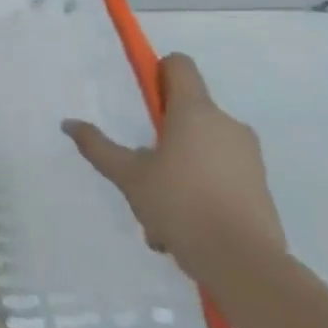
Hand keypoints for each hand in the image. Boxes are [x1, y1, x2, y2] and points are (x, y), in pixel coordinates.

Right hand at [63, 53, 286, 287]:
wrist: (244, 261)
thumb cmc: (179, 203)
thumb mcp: (126, 174)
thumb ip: (97, 145)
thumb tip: (69, 123)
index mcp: (196, 112)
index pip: (179, 66)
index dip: (157, 71)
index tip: (140, 96)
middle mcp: (227, 125)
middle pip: (187, 110)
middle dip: (161, 132)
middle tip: (140, 162)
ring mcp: (248, 155)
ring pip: (200, 146)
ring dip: (176, 165)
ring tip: (155, 203)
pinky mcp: (258, 184)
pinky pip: (217, 172)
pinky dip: (196, 187)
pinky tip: (178, 223)